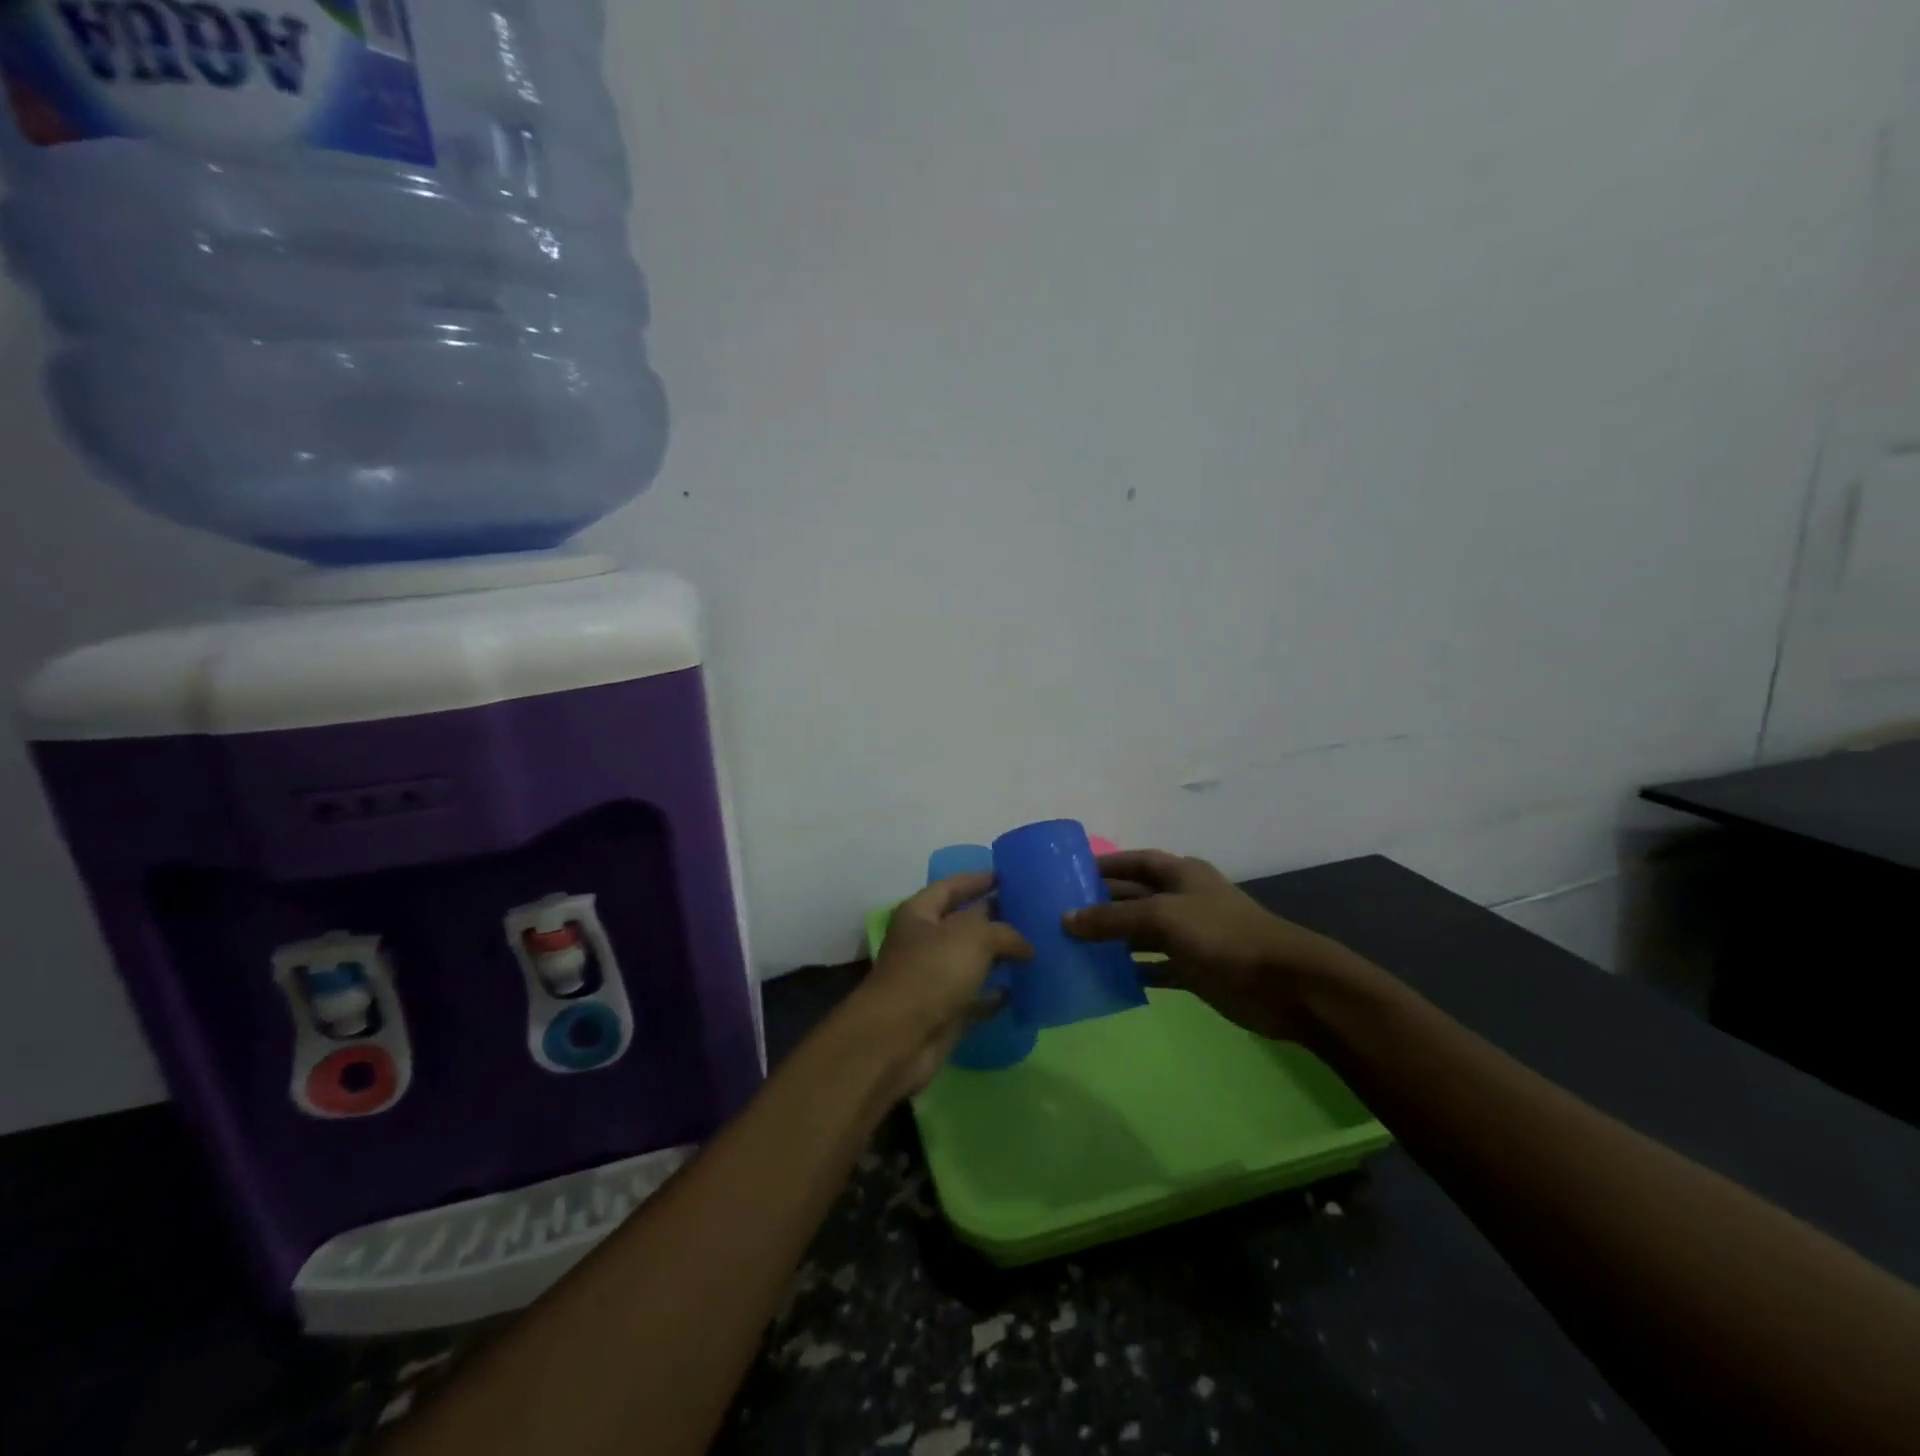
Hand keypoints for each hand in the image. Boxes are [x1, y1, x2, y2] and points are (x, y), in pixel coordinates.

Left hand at [853, 872, 1032, 1096]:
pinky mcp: (944, 1013)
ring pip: (971, 961)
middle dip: (994, 917)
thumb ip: (1004, 932)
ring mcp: (933, 980)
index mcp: (920, 913)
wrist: (898, 1039)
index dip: (978, 878)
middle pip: (963, 923)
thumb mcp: (973, 937)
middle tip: (1032, 912)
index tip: (1008, 876)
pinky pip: (975, 998)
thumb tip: (1025, 945)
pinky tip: (1021, 990)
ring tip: (1035, 949)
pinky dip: (995, 995)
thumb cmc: (931, 972)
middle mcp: (924, 942)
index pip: (951, 886)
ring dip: (998, 956)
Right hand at [1064, 850, 1362, 1041]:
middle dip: (1100, 903)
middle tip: (1059, 914)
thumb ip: (1113, 918)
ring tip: (1071, 945)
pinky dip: (1132, 971)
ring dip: (1112, 939)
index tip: (1069, 872)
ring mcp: (1188, 936)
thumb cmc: (1222, 935)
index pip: (1135, 861)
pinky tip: (1104, 978)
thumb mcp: (1163, 917)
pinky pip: (1154, 967)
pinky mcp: (1193, 970)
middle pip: (1133, 896)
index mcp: (1180, 874)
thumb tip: (1066, 920)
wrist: (1283, 984)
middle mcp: (1182, 900)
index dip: (1105, 864)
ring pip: (1140, 933)